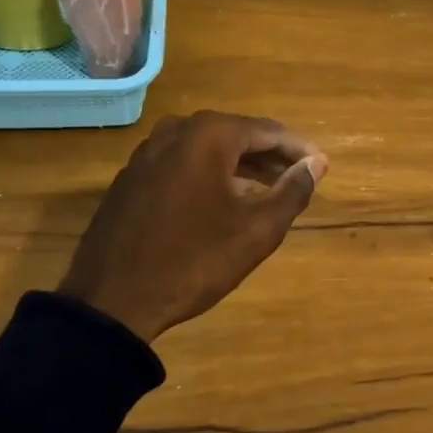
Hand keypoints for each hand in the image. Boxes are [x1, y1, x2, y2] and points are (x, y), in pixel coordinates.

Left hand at [57, 111, 327, 345]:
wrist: (111, 301)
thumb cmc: (194, 260)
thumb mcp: (256, 230)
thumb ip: (292, 191)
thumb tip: (315, 164)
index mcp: (209, 135)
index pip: (269, 132)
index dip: (299, 150)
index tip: (322, 167)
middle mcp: (176, 131)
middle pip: (237, 136)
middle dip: (271, 157)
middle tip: (299, 179)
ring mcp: (147, 153)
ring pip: (208, 150)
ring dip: (241, 166)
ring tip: (269, 191)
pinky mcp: (131, 177)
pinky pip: (183, 164)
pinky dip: (210, 175)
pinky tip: (224, 201)